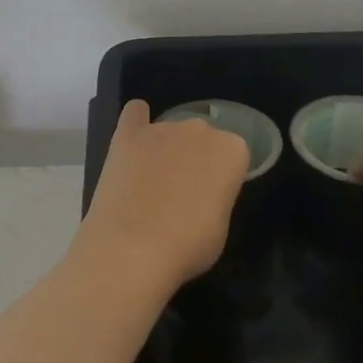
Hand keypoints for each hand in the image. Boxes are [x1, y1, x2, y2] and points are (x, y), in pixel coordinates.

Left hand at [78, 100, 248, 291]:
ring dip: (166, 149)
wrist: (133, 248)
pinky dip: (136, 122)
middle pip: (202, 138)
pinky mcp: (128, 134)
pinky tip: (134, 138)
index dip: (223, 178)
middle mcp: (201, 129)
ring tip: (151, 183)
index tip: (212, 198)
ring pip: (171, 130)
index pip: (234, 155)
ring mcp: (162, 128)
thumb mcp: (221, 227)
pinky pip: (135, 113)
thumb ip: (217, 198)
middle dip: (195, 159)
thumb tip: (200, 195)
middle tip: (182, 193)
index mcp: (232, 150)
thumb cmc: (188, 245)